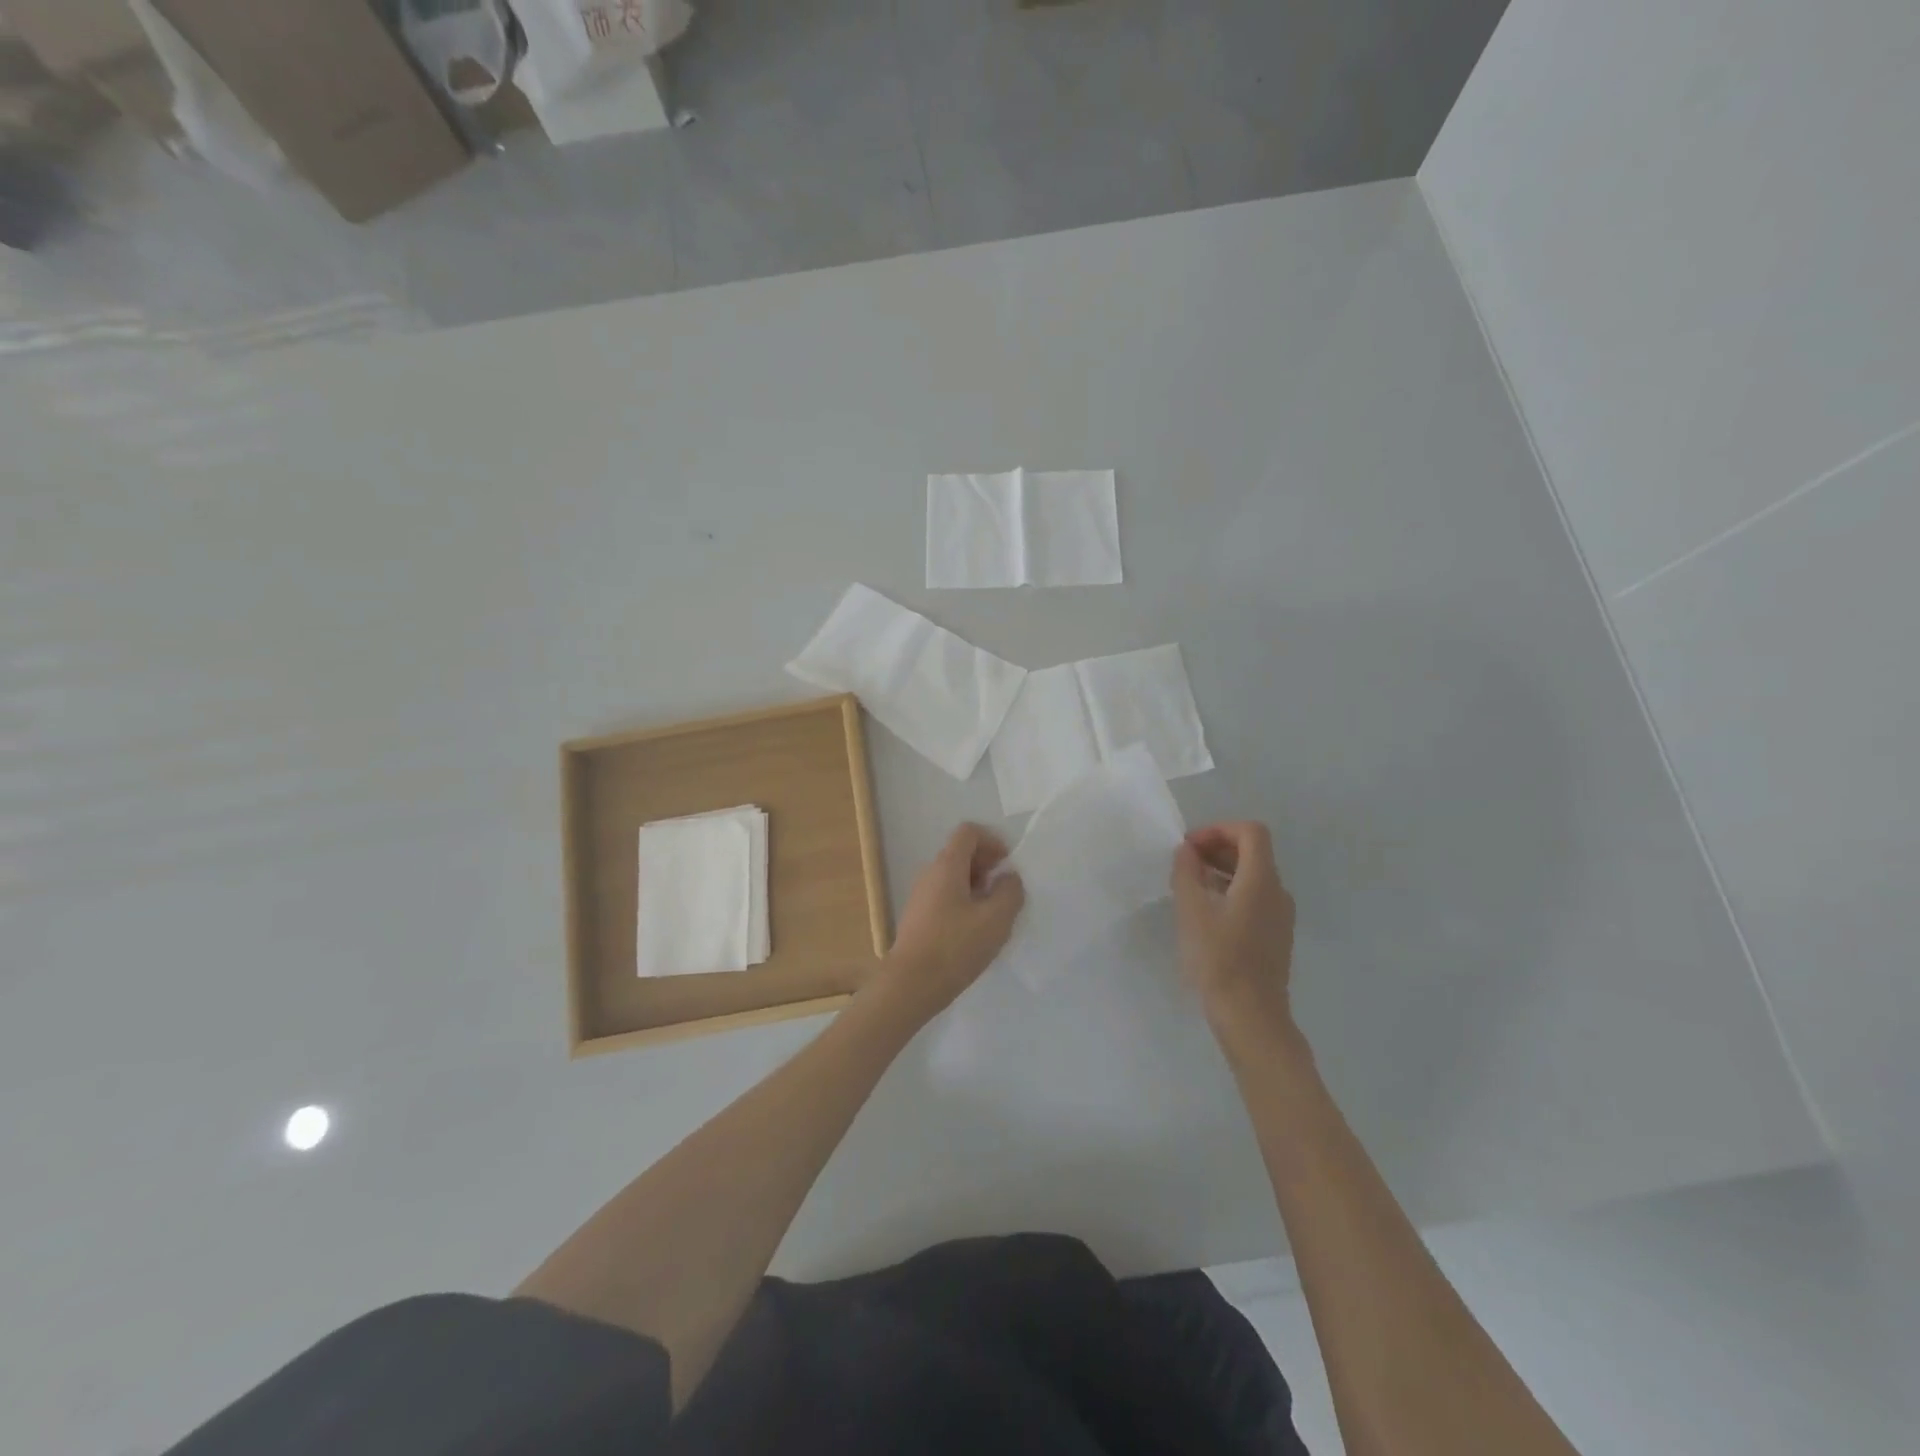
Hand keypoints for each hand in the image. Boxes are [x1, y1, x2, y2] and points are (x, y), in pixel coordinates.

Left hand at [875, 824, 1024, 1024]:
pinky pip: (946, 896)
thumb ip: (1010, 892)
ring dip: (977, 886)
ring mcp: (921, 896)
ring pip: (954, 877)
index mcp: (947, 866)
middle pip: (961, 853)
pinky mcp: (919, 918)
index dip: (992, 841)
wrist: (910, 985)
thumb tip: (1009, 878)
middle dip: (987, 865)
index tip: (1008, 865)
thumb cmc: (955, 947)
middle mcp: (930, 874)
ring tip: (994, 913)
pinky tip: (976, 930)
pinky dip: (965, 902)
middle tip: (1006, 890)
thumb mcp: (995, 919)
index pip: (968, 832)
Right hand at [1171, 822, 1296, 1030]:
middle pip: (1253, 852)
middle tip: (1185, 863)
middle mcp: (1278, 892)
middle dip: (1217, 848)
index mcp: (1262, 880)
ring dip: (1222, 870)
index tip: (1190, 846)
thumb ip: (1187, 872)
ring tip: (1190, 886)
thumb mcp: (1191, 910)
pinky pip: (1255, 898)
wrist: (1251, 1016)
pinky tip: (1207, 912)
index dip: (1219, 829)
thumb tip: (1188, 851)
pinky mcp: (1275, 935)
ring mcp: (1281, 916)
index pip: (1251, 832)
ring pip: (1254, 876)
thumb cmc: (1218, 959)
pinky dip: (1231, 891)